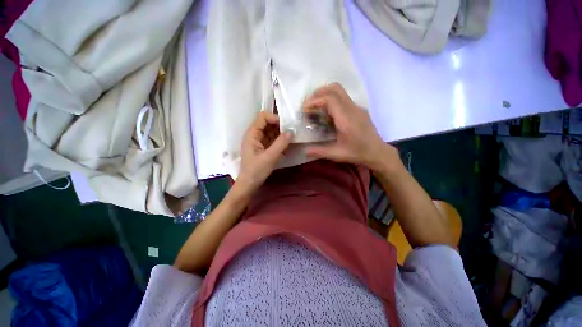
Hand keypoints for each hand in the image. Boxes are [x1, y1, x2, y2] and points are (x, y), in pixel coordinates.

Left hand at [237, 111, 291, 191]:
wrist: (250, 184)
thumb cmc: (256, 170)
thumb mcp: (270, 157)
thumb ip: (281, 143)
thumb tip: (291, 131)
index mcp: (252, 133)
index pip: (263, 117)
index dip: (275, 118)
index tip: (286, 126)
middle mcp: (255, 134)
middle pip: (268, 123)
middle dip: (280, 126)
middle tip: (292, 132)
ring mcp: (259, 141)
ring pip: (271, 131)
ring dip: (281, 134)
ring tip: (291, 139)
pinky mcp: (263, 147)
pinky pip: (273, 139)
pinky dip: (280, 141)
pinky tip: (287, 146)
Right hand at [304, 83, 398, 170]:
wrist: (377, 152)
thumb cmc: (357, 153)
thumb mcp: (336, 154)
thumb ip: (319, 151)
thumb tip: (304, 150)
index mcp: (346, 119)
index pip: (330, 99)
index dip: (315, 101)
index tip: (305, 108)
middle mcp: (352, 109)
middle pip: (335, 88)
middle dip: (319, 92)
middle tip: (309, 103)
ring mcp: (357, 108)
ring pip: (340, 91)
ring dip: (325, 94)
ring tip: (315, 106)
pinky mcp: (358, 110)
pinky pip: (343, 99)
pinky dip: (332, 100)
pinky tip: (327, 114)